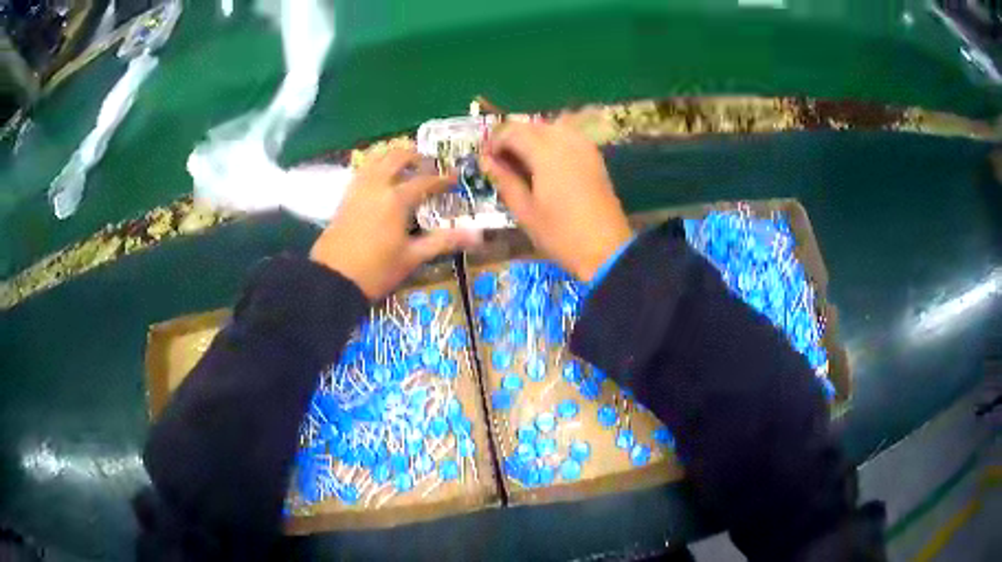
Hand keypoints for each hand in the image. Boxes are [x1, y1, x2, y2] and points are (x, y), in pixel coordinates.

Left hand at [311, 149, 480, 299]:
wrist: (332, 280)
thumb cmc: (376, 270)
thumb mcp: (412, 257)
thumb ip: (443, 242)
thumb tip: (478, 236)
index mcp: (396, 199)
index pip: (425, 180)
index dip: (442, 178)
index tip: (455, 177)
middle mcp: (377, 186)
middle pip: (397, 157)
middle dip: (415, 156)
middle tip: (428, 163)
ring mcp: (358, 190)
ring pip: (375, 159)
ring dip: (392, 155)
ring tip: (404, 164)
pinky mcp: (345, 198)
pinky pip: (362, 170)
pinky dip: (375, 165)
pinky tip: (380, 178)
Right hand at [481, 121, 631, 281]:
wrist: (607, 250)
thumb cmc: (560, 234)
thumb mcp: (524, 210)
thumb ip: (504, 179)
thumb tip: (486, 160)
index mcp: (545, 151)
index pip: (511, 131)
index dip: (493, 142)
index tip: (485, 161)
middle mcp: (565, 139)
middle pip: (530, 126)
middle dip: (511, 139)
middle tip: (500, 164)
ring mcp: (584, 146)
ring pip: (549, 128)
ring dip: (531, 140)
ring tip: (521, 165)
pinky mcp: (594, 156)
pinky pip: (566, 138)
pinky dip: (550, 144)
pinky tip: (543, 167)